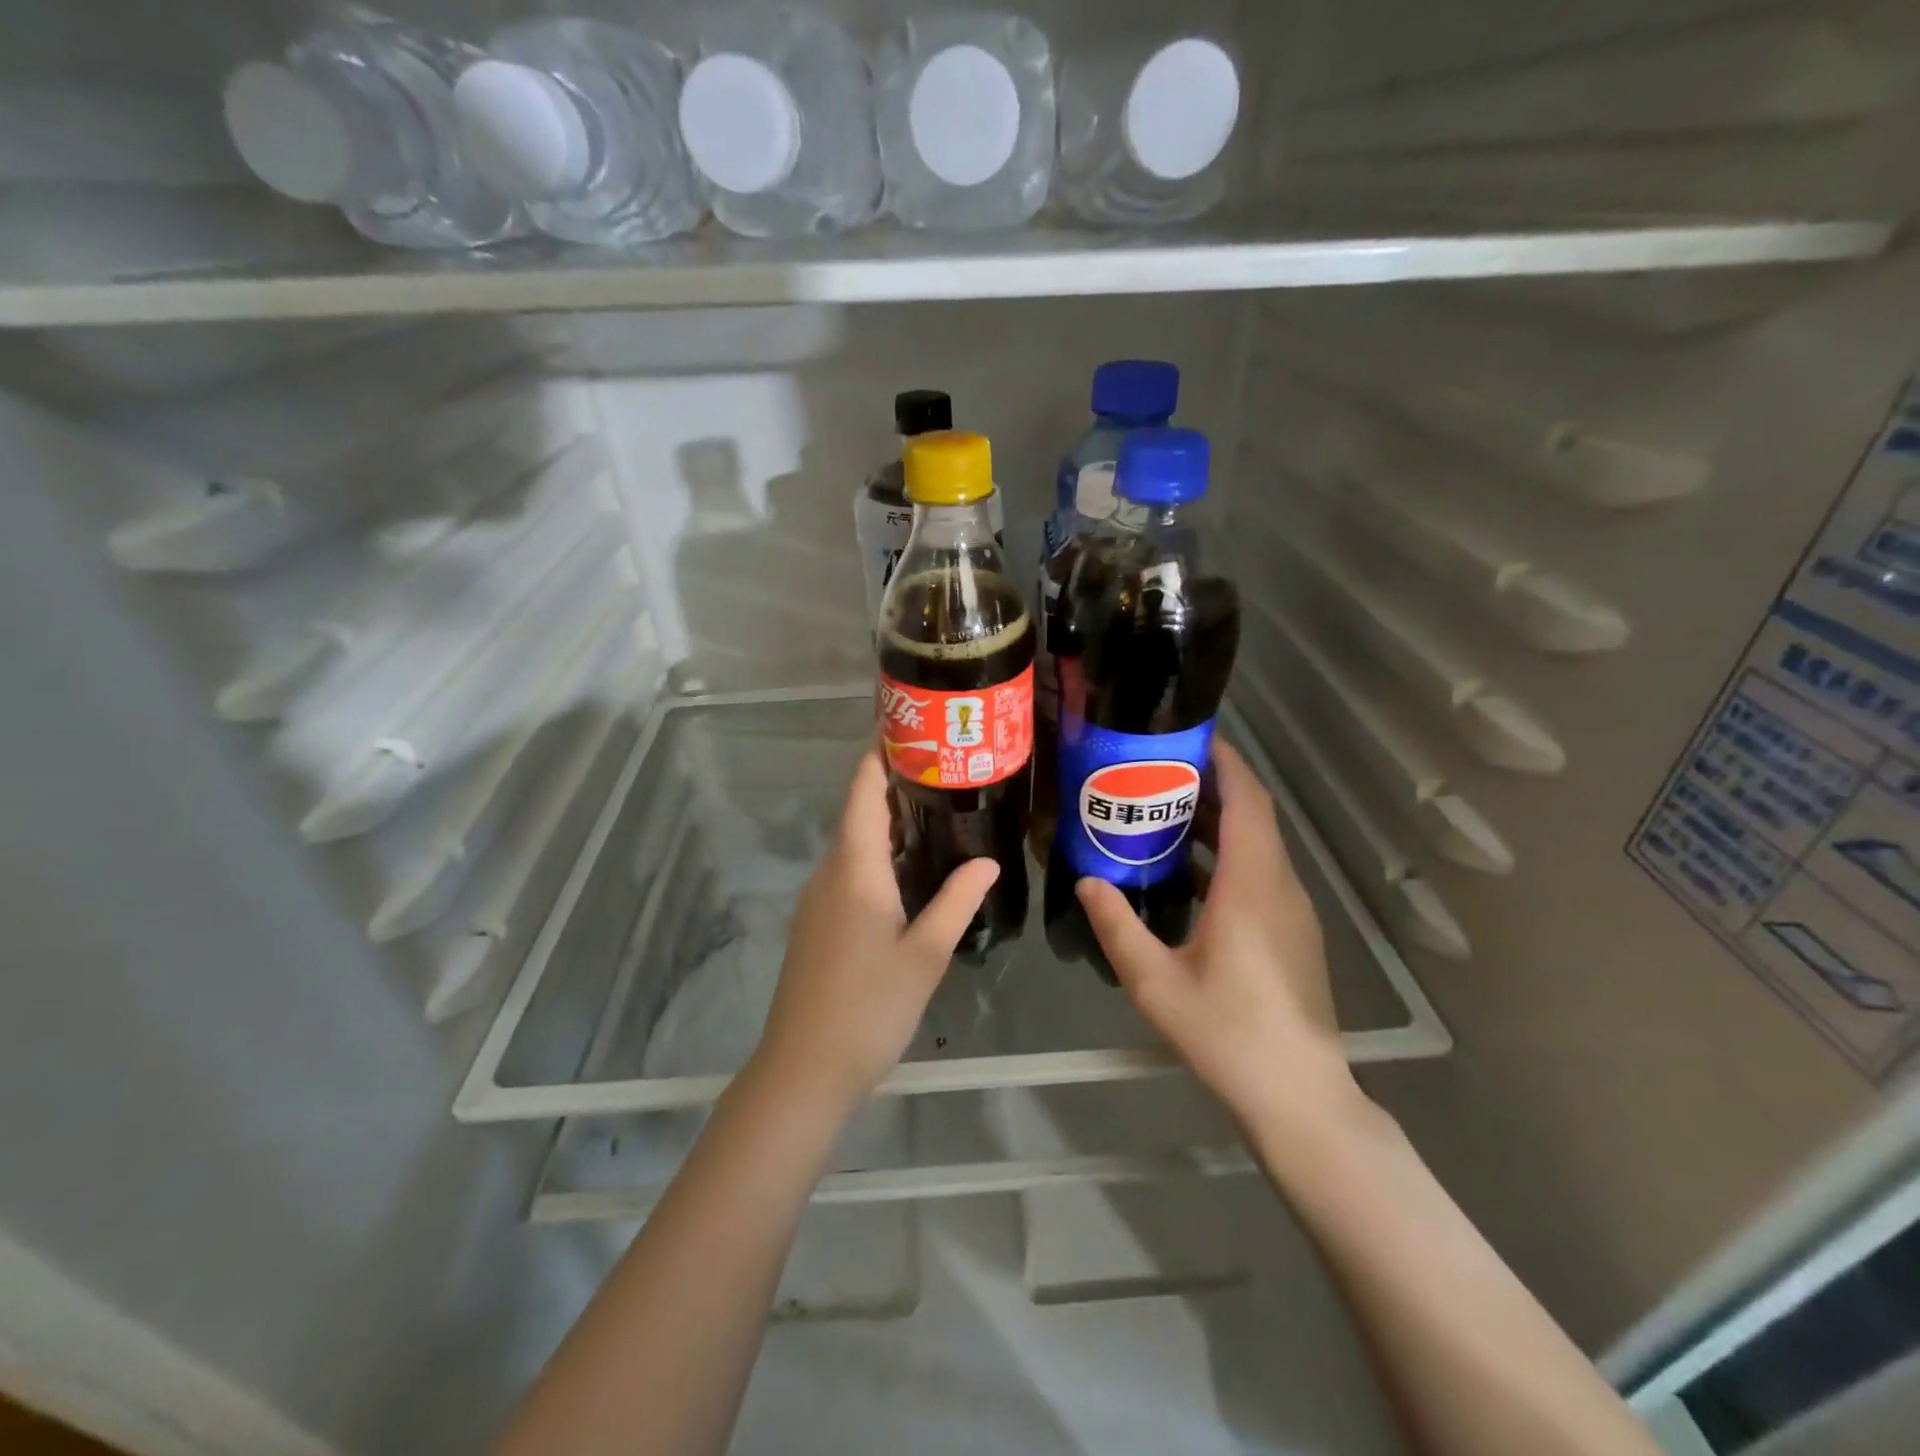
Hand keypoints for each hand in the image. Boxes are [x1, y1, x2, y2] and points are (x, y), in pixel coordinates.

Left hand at [753, 748, 999, 1110]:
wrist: (803, 1068)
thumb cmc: (869, 1007)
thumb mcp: (925, 954)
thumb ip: (957, 901)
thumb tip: (988, 862)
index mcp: (855, 869)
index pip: (863, 793)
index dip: (878, 755)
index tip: (907, 726)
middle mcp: (830, 873)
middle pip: (858, 813)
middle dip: (895, 786)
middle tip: (945, 769)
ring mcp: (818, 899)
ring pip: (854, 844)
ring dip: (888, 823)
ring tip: (937, 811)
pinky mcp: (818, 923)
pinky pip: (849, 871)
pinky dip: (879, 855)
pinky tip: (911, 870)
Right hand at [1075, 740, 1356, 1125]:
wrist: (1299, 1095)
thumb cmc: (1227, 1032)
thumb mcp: (1155, 981)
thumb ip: (1118, 925)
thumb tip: (1087, 880)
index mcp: (1252, 884)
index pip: (1247, 800)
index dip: (1223, 762)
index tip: (1187, 738)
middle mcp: (1280, 885)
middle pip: (1253, 815)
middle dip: (1209, 787)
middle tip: (1154, 774)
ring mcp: (1293, 910)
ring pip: (1258, 845)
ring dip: (1217, 823)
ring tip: (1161, 816)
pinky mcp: (1294, 933)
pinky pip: (1261, 873)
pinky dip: (1227, 857)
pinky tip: (1187, 876)